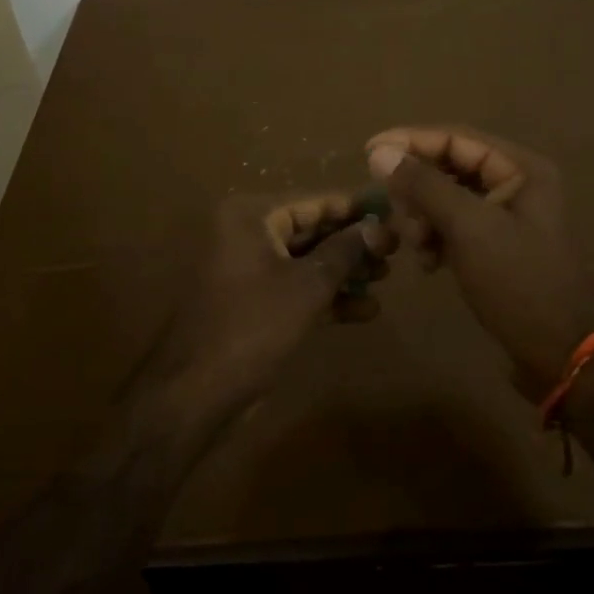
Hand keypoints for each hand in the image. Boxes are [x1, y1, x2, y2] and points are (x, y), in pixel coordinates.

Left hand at [151, 192, 396, 427]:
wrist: (197, 391)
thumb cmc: (254, 325)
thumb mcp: (307, 285)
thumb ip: (345, 251)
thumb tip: (378, 228)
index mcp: (250, 217)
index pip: (313, 202)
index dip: (355, 210)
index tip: (394, 213)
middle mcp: (246, 234)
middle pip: (310, 230)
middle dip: (353, 244)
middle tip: (395, 252)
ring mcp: (248, 270)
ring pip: (305, 262)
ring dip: (344, 271)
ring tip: (386, 279)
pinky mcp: (253, 303)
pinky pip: (295, 288)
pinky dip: (326, 297)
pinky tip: (366, 311)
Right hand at [366, 126, 593, 399]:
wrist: (562, 353)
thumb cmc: (519, 281)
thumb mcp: (469, 228)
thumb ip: (424, 185)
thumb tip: (379, 152)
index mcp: (520, 168)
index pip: (455, 138)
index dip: (409, 141)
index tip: (367, 153)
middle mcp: (515, 184)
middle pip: (449, 167)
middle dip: (417, 190)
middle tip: (395, 213)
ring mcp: (506, 218)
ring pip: (447, 200)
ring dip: (423, 218)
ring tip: (415, 245)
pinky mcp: (496, 247)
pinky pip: (454, 228)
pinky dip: (435, 239)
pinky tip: (427, 263)